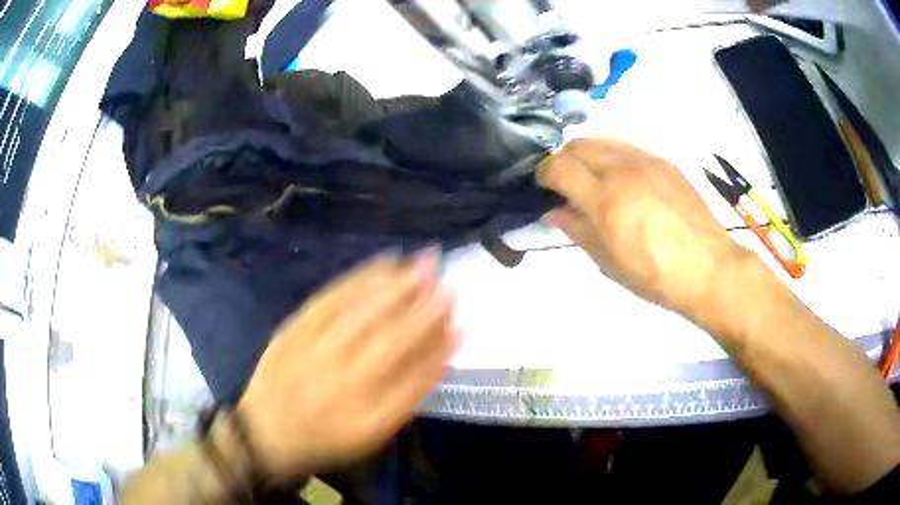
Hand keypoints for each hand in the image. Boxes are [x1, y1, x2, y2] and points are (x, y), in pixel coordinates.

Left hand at [237, 252, 457, 477]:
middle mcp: (343, 384)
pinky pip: (331, 299)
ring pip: (362, 313)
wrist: (266, 431)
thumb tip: (440, 351)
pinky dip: (360, 279)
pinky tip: (382, 265)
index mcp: (367, 418)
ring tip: (422, 264)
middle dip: (424, 307)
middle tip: (446, 279)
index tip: (460, 318)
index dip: (440, 346)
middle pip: (391, 340)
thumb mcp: (371, 433)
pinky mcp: (294, 329)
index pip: (414, 379)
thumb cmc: (326, 437)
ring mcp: (315, 353)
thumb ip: (408, 395)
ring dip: (397, 286)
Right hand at [537, 138, 747, 316]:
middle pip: (578, 145)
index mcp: (606, 201)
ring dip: (587, 154)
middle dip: (563, 159)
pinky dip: (612, 155)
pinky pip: (626, 147)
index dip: (544, 174)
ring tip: (592, 178)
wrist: (708, 267)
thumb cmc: (656, 276)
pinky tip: (621, 178)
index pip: (559, 167)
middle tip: (565, 182)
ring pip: (602, 141)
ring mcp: (646, 161)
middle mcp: (623, 171)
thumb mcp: (609, 263)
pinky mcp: (664, 162)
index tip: (545, 187)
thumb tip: (555, 211)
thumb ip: (579, 231)